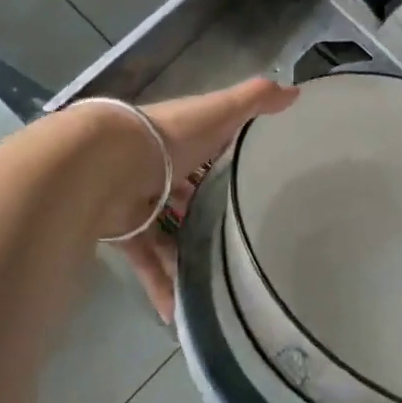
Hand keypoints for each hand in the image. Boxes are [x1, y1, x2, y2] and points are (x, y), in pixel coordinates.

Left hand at [118, 77, 297, 320]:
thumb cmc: (168, 138)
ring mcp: (140, 201)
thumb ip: (254, 102)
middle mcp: (159, 168)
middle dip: (206, 214)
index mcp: (182, 139)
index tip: (252, 182)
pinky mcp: (124, 231)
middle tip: (240, 240)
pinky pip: (146, 260)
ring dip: (185, 256)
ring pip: (167, 232)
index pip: (208, 148)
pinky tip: (176, 312)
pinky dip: (159, 284)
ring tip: (216, 284)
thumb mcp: (219, 114)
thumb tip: (296, 90)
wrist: (105, 165)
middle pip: (186, 193)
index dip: (227, 161)